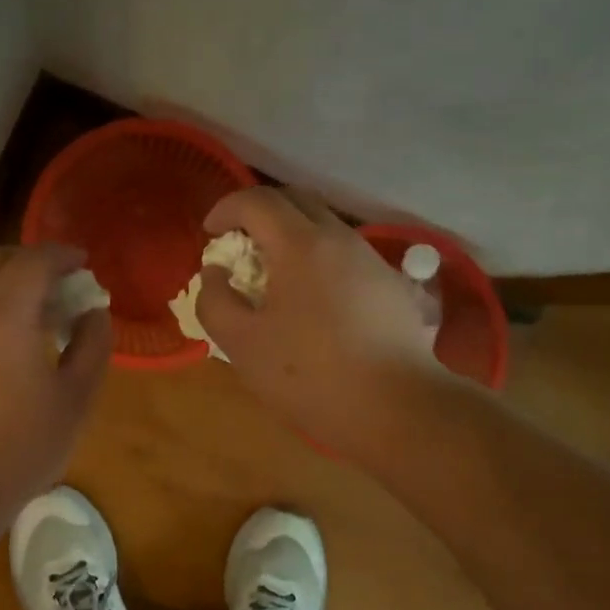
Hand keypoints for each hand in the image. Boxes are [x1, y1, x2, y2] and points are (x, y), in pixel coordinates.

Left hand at [0, 243, 111, 545]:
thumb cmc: (21, 446)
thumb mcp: (75, 399)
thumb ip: (92, 345)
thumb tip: (94, 312)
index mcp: (4, 316)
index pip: (34, 261)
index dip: (62, 254)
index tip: (83, 262)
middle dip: (30, 260)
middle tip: (59, 280)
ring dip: (5, 285)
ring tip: (33, 314)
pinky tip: (1, 345)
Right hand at [197, 187, 442, 459]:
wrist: (399, 409)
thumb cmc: (311, 375)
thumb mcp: (242, 345)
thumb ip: (216, 301)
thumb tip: (217, 273)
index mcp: (301, 245)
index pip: (258, 200)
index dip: (226, 207)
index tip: (210, 233)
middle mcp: (341, 239)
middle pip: (296, 201)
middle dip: (260, 213)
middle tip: (239, 245)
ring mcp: (372, 260)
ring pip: (325, 227)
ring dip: (292, 236)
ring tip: (273, 276)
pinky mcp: (392, 287)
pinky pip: (346, 255)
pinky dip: (318, 260)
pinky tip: (313, 303)